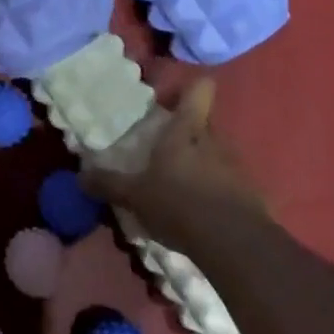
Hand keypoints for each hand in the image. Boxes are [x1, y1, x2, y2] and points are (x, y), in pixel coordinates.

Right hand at [79, 79, 266, 248]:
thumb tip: (80, 176)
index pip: (199, 91)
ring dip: (203, 164)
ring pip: (218, 154)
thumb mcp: (134, 196)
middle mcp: (215, 141)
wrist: (235, 245)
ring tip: (183, 184)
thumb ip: (108, 184)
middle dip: (189, 132)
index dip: (191, 88)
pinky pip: (231, 184)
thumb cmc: (178, 204)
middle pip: (206, 124)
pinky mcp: (253, 196)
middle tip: (167, 146)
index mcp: (186, 130)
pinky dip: (218, 192)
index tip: (177, 95)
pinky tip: (203, 211)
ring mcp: (238, 168)